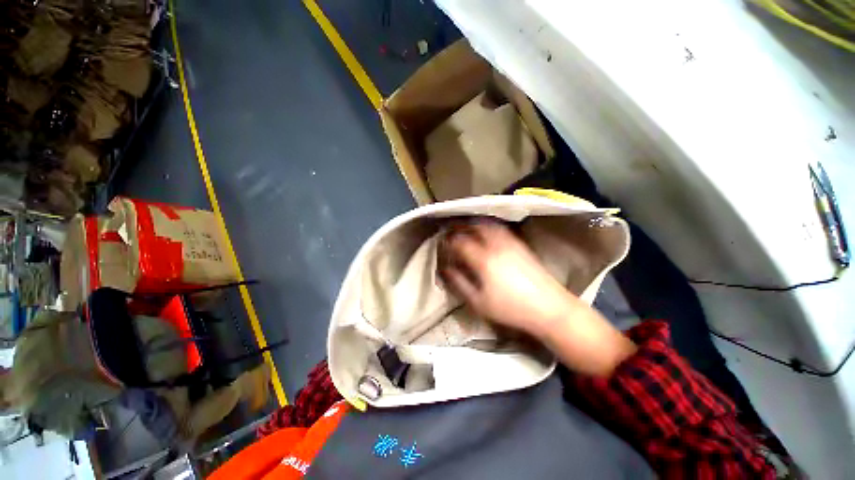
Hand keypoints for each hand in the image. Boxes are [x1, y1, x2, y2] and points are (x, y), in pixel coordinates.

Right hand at [438, 220, 576, 336]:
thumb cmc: (510, 308)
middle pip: (475, 227)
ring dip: (475, 224)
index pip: (460, 242)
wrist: (549, 307)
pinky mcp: (521, 244)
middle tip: (453, 231)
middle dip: (461, 226)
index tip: (443, 243)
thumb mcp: (479, 302)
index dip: (449, 241)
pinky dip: (489, 227)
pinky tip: (487, 233)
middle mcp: (496, 245)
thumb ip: (459, 284)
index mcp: (484, 260)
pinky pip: (501, 229)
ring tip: (468, 228)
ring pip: (488, 225)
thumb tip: (445, 269)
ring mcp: (510, 243)